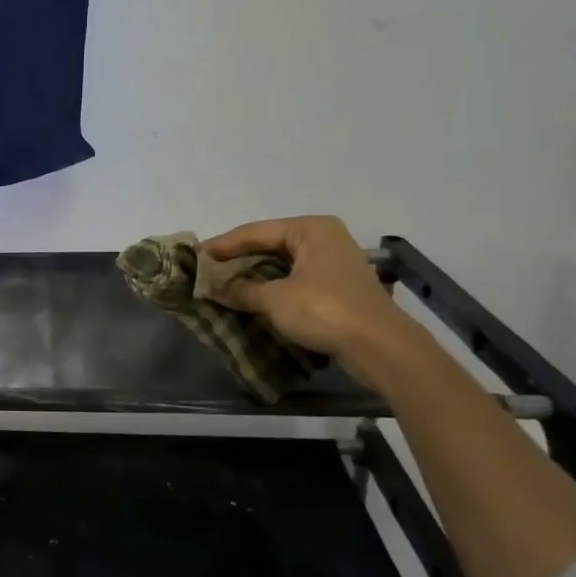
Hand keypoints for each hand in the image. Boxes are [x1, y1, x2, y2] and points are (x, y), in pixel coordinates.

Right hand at [199, 216, 414, 374]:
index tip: (195, 256)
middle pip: (269, 245)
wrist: (380, 348)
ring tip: (223, 285)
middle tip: (206, 270)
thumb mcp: (274, 299)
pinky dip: (272, 288)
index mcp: (310, 229)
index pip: (254, 231)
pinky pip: (295, 280)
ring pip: (282, 264)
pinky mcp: (338, 287)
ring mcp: (334, 263)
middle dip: (238, 260)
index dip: (222, 245)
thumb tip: (214, 288)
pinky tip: (252, 299)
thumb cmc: (324, 310)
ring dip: (254, 276)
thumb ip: (241, 290)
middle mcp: (324, 238)